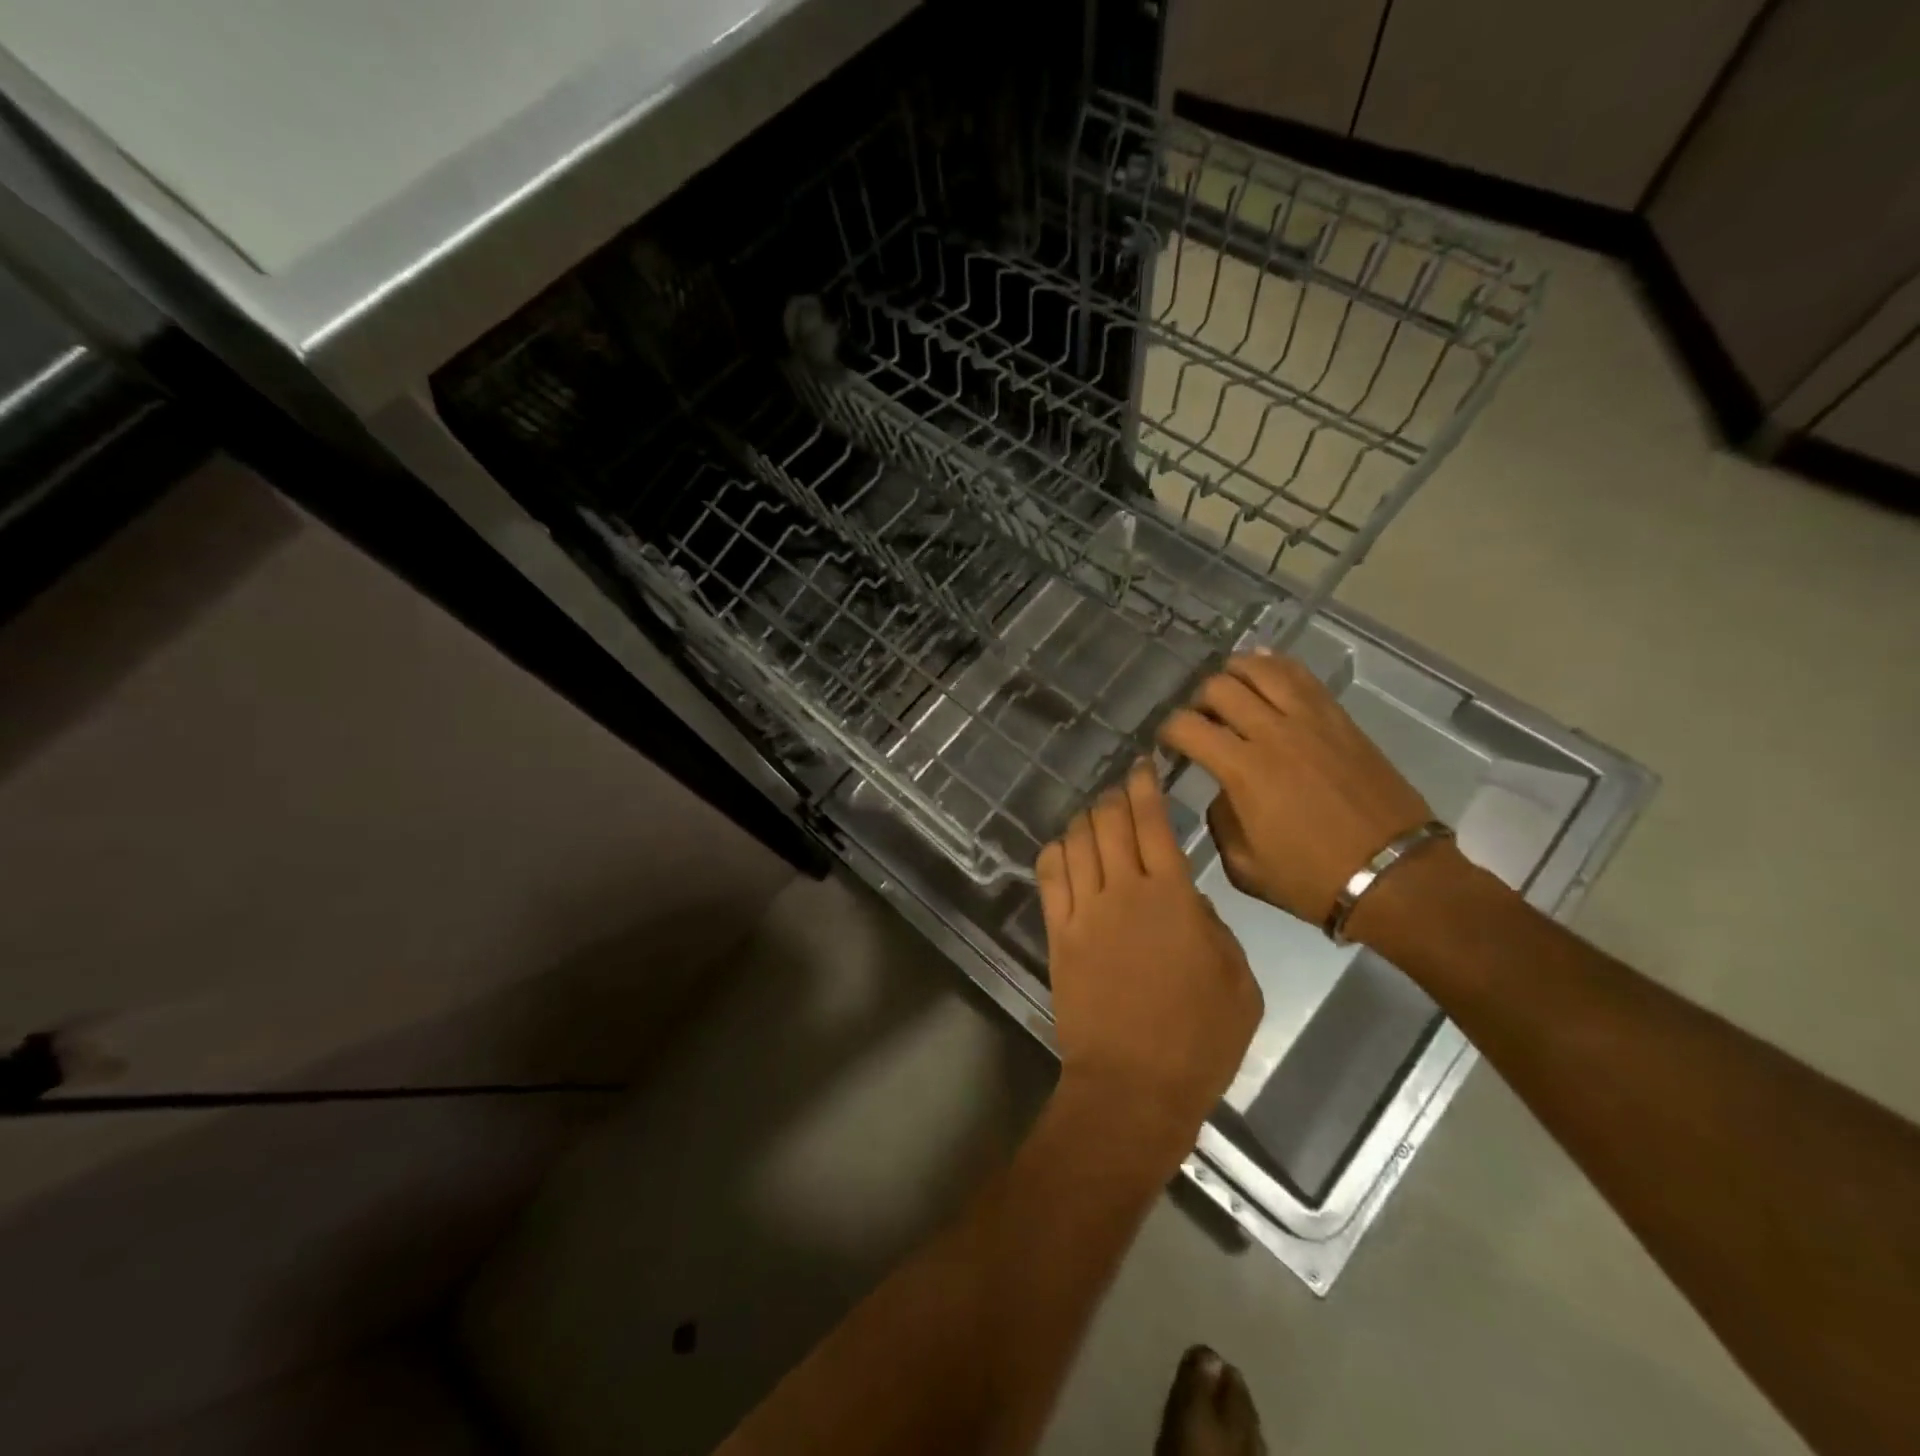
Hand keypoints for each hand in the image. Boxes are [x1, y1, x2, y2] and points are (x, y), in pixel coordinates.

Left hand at [1037, 761, 1261, 1137]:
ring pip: (1077, 841)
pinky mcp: (1058, 933)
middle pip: (1110, 822)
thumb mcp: (1238, 980)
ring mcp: (1084, 911)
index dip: (1145, 787)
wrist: (1134, 1084)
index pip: (1153, 823)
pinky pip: (1049, 876)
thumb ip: (1216, 927)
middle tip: (1122, 790)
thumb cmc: (1199, 1038)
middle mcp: (1123, 891)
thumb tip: (1188, 899)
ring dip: (1086, 819)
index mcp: (1173, 897)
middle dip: (1115, 796)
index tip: (1143, 767)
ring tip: (1097, 816)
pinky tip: (1066, 847)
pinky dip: (1057, 851)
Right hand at [1158, 651, 1433, 928]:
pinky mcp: (1340, 720)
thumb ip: (1220, 821)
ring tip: (1227, 688)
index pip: (1187, 726)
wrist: (1394, 876)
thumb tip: (1221, 792)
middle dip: (1197, 701)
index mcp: (1244, 770)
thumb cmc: (1313, 879)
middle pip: (1219, 688)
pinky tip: (1262, 669)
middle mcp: (1274, 733)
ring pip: (1261, 669)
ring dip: (1234, 672)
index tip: (1166, 745)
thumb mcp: (1245, 867)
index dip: (1166, 731)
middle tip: (1199, 721)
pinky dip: (1275, 666)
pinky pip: (1302, 677)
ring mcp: (1311, 721)